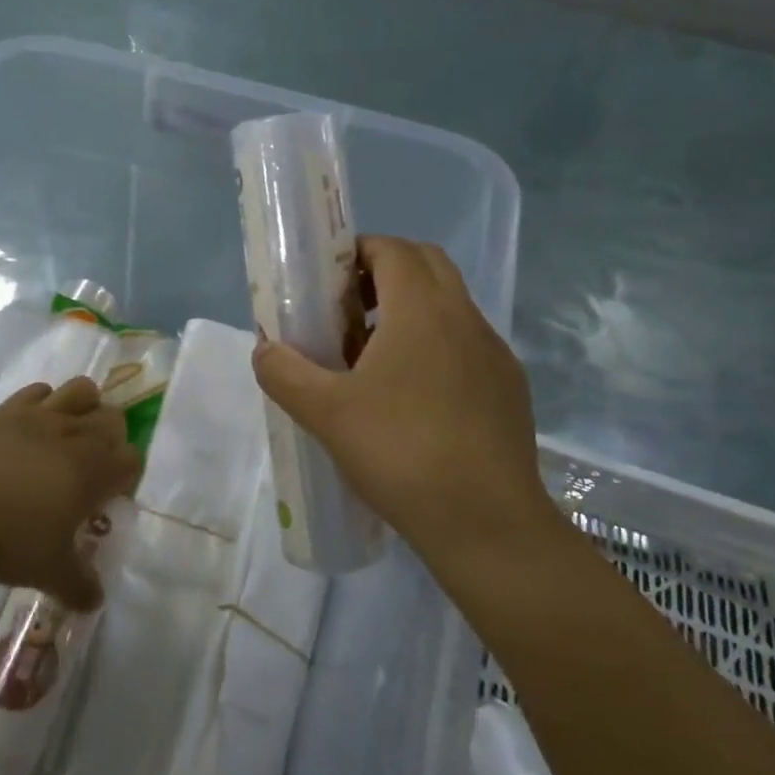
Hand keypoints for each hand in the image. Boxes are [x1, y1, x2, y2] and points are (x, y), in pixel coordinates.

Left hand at [0, 378, 140, 609]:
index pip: (131, 460)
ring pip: (82, 391)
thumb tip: (96, 602)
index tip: (106, 499)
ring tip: (69, 434)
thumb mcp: (47, 571)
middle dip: (111, 440)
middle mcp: (77, 434)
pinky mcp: (9, 408)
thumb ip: (78, 585)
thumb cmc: (6, 535)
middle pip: (114, 419)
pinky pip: (39, 391)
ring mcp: (42, 415)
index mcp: (95, 470)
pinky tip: (30, 427)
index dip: (125, 478)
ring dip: (86, 407)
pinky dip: (44, 402)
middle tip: (89, 469)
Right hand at [252, 236, 552, 559]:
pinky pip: (467, 345)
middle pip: (426, 266)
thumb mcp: (326, 413)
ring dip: (410, 312)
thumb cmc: (401, 453)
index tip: (326, 280)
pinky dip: (436, 347)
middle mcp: (465, 318)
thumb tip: (264, 349)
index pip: (393, 249)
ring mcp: (494, 354)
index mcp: (423, 309)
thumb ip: (284, 373)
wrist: (487, 524)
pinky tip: (412, 399)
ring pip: (449, 307)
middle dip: (383, 274)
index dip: (357, 251)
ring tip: (371, 359)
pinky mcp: (509, 389)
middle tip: (346, 311)